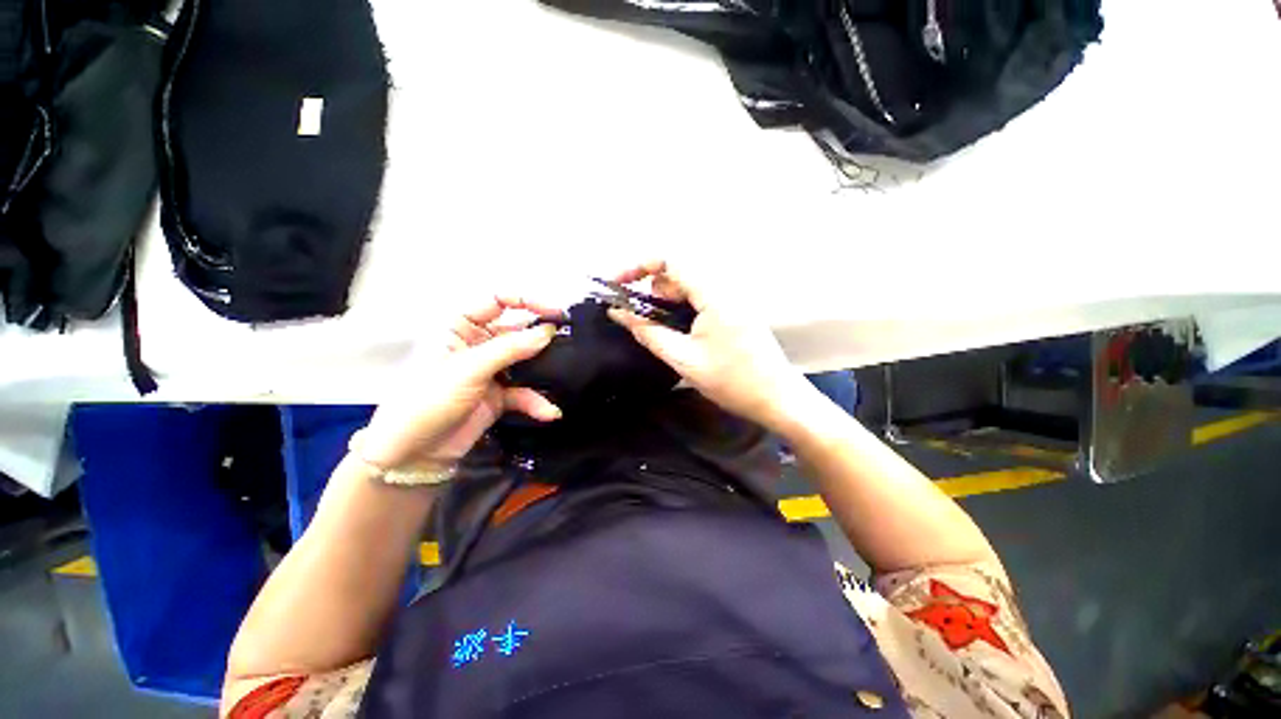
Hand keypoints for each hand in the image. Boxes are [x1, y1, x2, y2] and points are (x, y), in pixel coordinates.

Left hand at [356, 297, 563, 470]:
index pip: (497, 302)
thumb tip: (547, 332)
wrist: (412, 454)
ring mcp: (491, 372)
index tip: (554, 312)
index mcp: (461, 327)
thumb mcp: (468, 369)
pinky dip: (537, 402)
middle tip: (569, 340)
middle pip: (517, 332)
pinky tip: (548, 412)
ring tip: (565, 373)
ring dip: (543, 371)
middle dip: (541, 338)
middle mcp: (478, 345)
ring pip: (525, 362)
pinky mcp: (499, 397)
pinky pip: (525, 393)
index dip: (527, 302)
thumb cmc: (427, 399)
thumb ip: (510, 349)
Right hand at [607, 260, 811, 431]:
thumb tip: (618, 312)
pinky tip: (679, 331)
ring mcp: (733, 298)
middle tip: (641, 321)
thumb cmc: (731, 381)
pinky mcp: (735, 310)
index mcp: (714, 294)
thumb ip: (648, 332)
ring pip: (689, 286)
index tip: (617, 285)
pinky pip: (701, 298)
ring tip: (661, 330)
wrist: (777, 398)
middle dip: (653, 291)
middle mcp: (725, 288)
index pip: (671, 260)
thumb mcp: (683, 359)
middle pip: (678, 273)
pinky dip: (682, 309)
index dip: (639, 266)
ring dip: (667, 302)